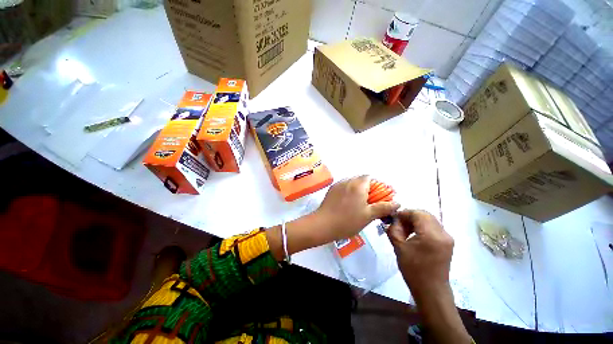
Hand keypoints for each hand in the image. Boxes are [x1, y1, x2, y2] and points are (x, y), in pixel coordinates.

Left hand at [313, 175, 399, 243]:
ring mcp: (338, 184)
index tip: (379, 197)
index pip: (370, 178)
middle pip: (361, 180)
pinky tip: (348, 204)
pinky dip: (349, 192)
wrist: (323, 224)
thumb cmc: (348, 220)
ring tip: (359, 204)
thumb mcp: (368, 215)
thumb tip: (397, 203)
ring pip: (352, 183)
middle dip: (368, 188)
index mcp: (358, 185)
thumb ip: (383, 207)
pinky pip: (344, 187)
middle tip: (370, 202)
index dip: (377, 185)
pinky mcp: (331, 190)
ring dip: (358, 190)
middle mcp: (347, 181)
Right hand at [386, 210, 453, 297]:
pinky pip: (433, 227)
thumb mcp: (399, 247)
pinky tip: (413, 235)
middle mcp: (443, 233)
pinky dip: (422, 227)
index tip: (393, 218)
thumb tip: (393, 220)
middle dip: (410, 216)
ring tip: (405, 230)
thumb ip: (394, 229)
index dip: (404, 213)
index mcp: (431, 235)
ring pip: (429, 220)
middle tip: (398, 224)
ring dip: (416, 221)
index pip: (418, 213)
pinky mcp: (447, 242)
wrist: (431, 290)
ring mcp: (447, 238)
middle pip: (425, 215)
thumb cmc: (413, 269)